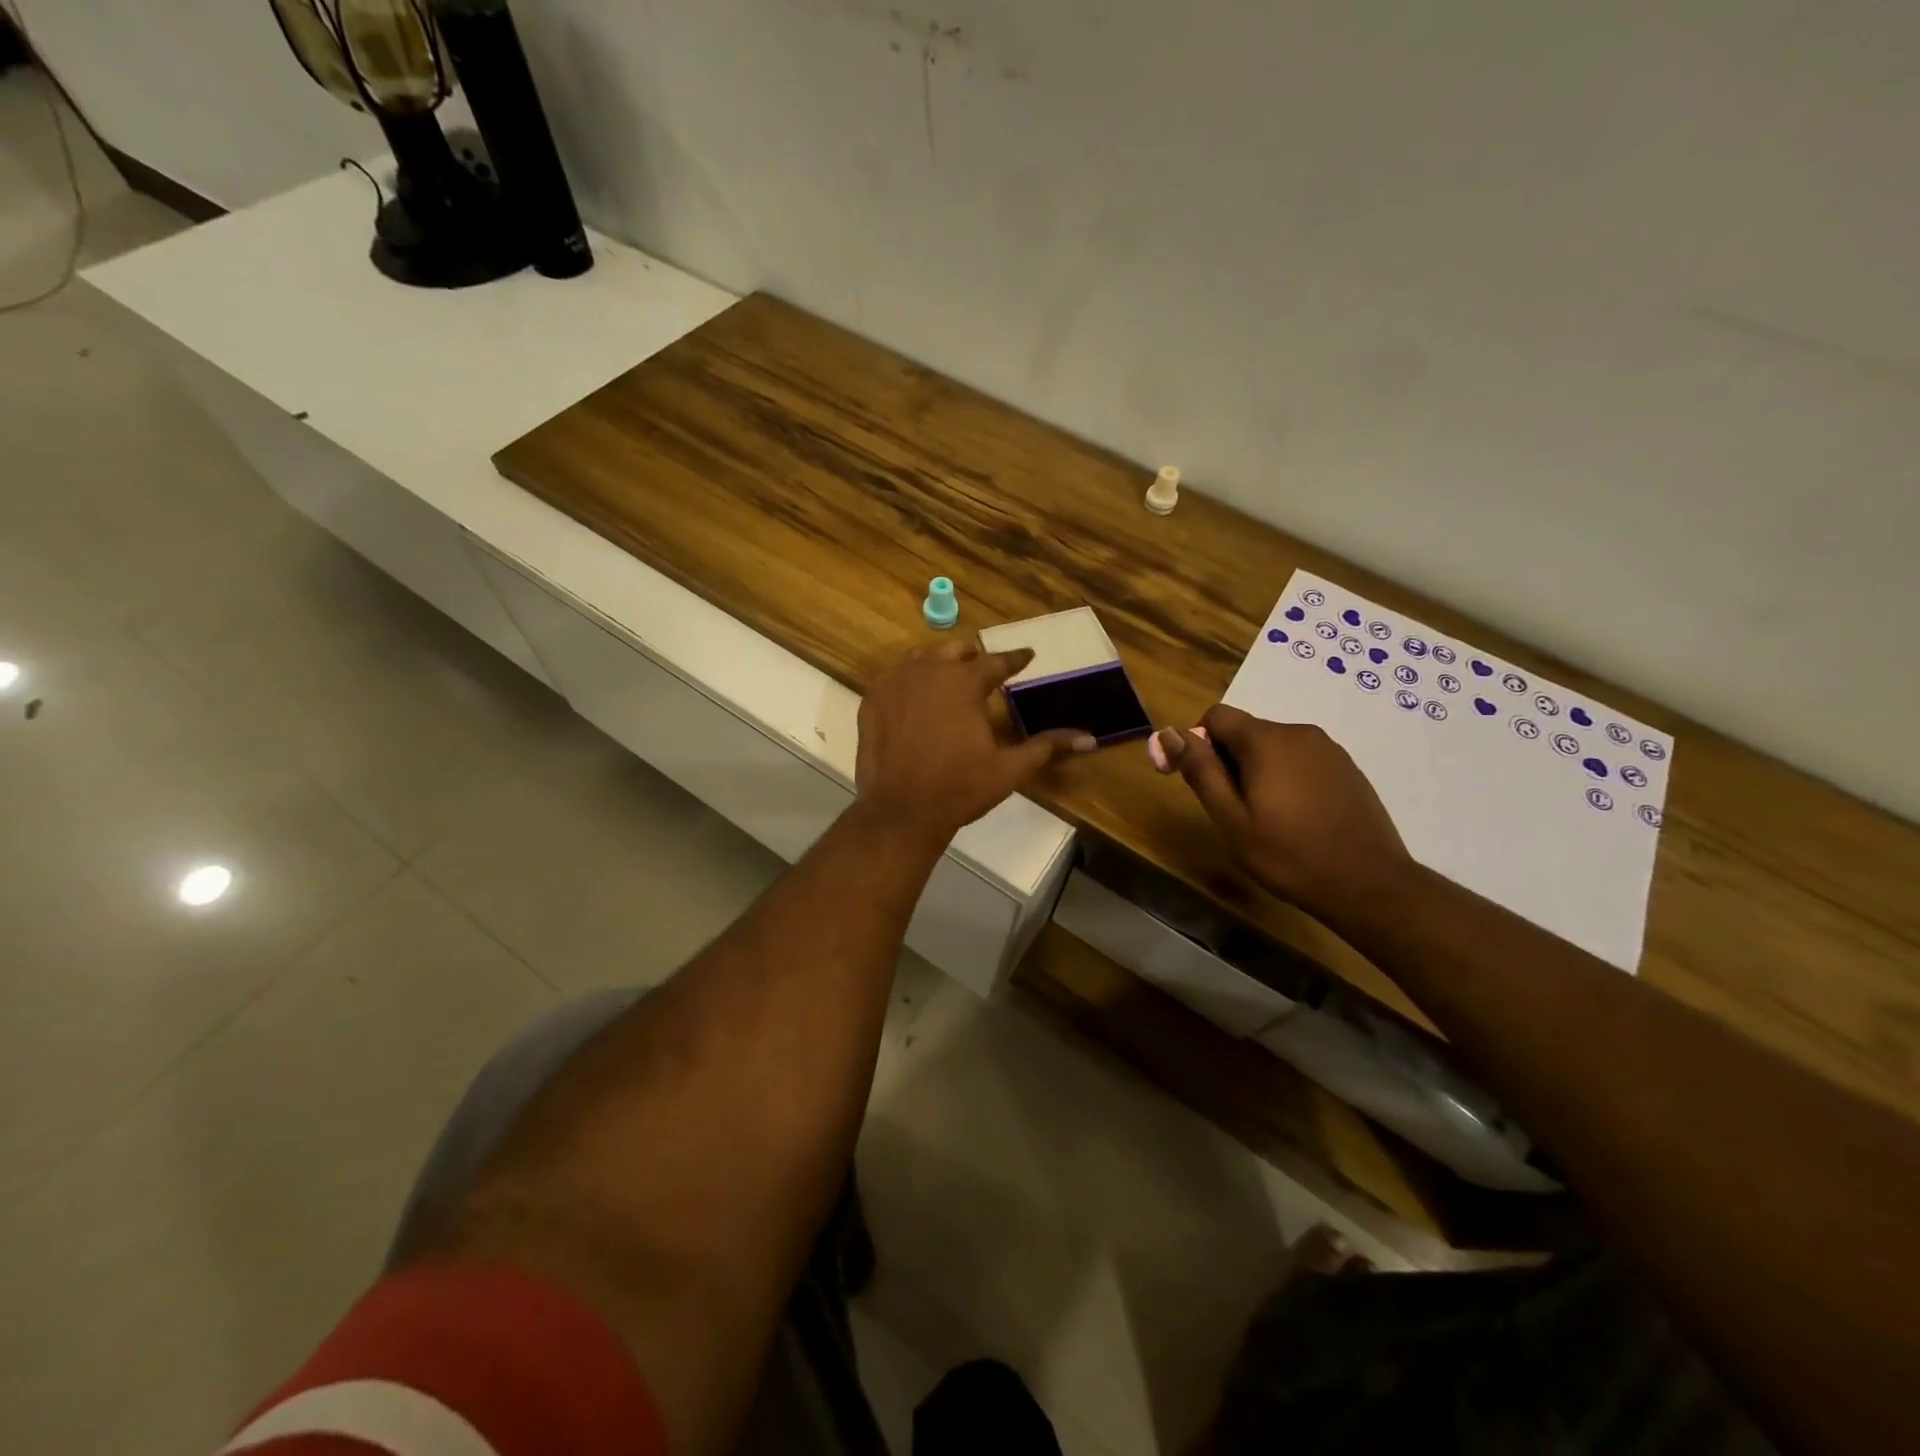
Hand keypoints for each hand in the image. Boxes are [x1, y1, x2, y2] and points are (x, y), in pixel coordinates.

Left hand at [856, 641, 1095, 842]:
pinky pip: (893, 676)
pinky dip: (909, 678)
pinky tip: (915, 692)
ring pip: (921, 657)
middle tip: (985, 666)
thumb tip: (1091, 738)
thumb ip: (1048, 746)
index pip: (997, 661)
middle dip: (973, 655)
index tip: (1027, 655)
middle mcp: (928, 671)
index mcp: (964, 682)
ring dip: (939, 662)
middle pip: (955, 649)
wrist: (901, 811)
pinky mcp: (871, 700)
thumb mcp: (1009, 768)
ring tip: (950, 675)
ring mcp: (894, 683)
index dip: (1015, 658)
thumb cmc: (959, 788)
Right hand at [1150, 704, 1412, 922]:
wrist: (1369, 884)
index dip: (1197, 742)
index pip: (1217, 716)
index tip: (1196, 779)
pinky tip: (1297, 817)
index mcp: (1266, 741)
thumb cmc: (1289, 855)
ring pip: (1275, 747)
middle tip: (1232, 810)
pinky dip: (1288, 778)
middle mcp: (1298, 732)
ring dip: (1259, 770)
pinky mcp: (1348, 768)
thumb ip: (1201, 771)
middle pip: (1246, 731)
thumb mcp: (1232, 819)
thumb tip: (1170, 733)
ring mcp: (1328, 749)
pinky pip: (1302, 760)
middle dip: (1229, 761)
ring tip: (1266, 817)